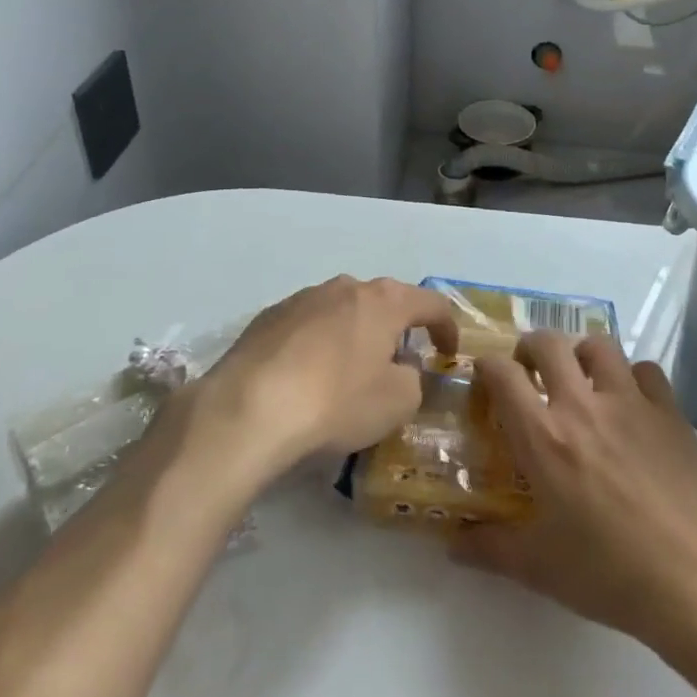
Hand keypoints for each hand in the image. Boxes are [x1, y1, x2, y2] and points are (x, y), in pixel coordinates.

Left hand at [202, 275, 458, 473]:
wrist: (248, 408)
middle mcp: (345, 287)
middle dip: (396, 329)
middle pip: (384, 302)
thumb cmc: (336, 401)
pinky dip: (318, 345)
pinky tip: (307, 377)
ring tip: (349, 372)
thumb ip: (413, 379)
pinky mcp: (268, 317)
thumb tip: (402, 368)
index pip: (432, 303)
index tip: (449, 354)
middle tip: (398, 363)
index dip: (447, 328)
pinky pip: (307, 326)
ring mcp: (302, 298)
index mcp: (384, 301)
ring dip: (354, 334)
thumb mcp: (397, 402)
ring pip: (343, 311)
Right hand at [455, 332, 696, 654]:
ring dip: (581, 354)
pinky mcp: (669, 411)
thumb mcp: (538, 567)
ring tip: (581, 378)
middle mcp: (582, 404)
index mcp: (543, 436)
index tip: (485, 379)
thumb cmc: (609, 573)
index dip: (486, 366)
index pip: (502, 373)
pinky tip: (631, 403)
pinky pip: (646, 370)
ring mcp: (630, 402)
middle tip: (530, 372)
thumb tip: (450, 542)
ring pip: (599, 345)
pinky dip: (632, 377)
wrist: (696, 580)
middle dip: (530, 348)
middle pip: (548, 343)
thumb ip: (488, 548)